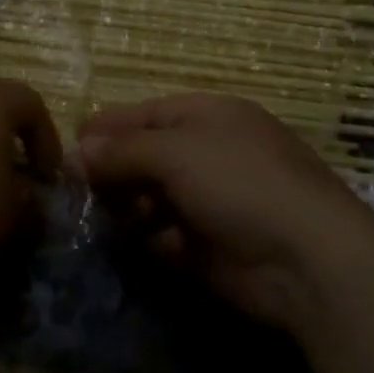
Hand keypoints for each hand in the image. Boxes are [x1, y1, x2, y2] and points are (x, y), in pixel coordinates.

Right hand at [78, 93, 373, 329]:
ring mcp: (212, 202)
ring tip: (103, 220)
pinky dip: (152, 241)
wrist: (307, 258)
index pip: (145, 114)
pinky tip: (142, 247)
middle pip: (146, 157)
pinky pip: (167, 238)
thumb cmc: (239, 182)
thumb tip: (74, 152)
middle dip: (112, 172)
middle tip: (76, 191)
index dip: (106, 128)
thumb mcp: (175, 151)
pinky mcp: (212, 247)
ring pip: (152, 199)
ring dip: (128, 208)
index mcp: (207, 117)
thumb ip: (122, 150)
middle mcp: (209, 154)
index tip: (66, 149)